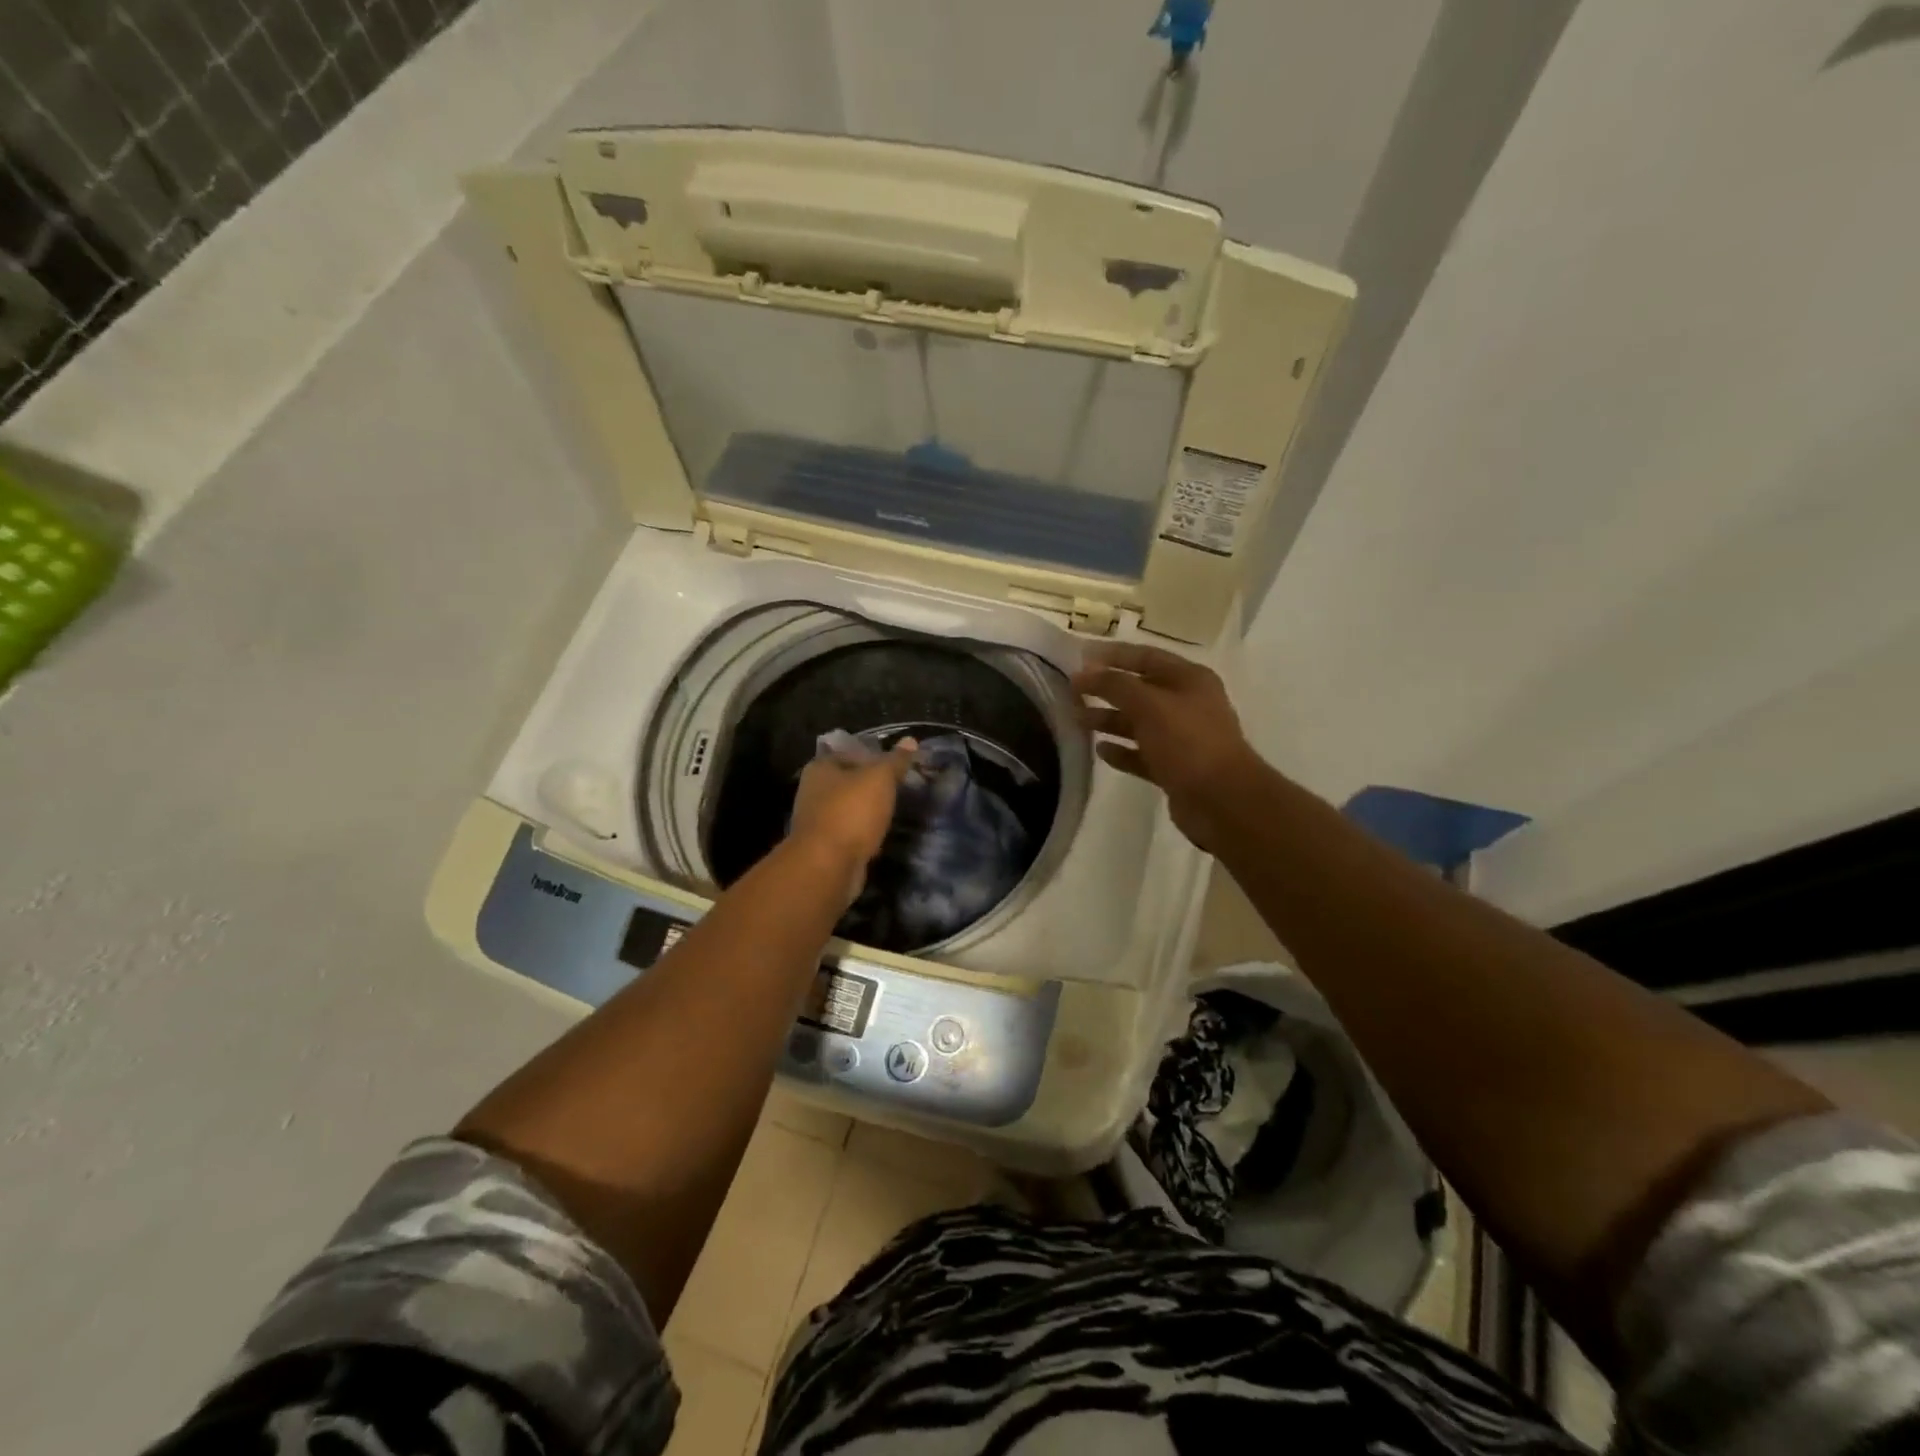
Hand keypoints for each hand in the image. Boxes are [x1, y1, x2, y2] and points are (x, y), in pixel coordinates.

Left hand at [788, 738, 917, 899]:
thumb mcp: (880, 778)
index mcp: (821, 768)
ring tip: (895, 812)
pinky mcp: (825, 848)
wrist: (828, 865)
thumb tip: (910, 740)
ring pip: (850, 809)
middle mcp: (813, 791)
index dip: (875, 756)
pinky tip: (882, 837)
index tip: (899, 766)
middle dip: (873, 786)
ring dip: (869, 812)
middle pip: (850, 782)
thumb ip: (895, 760)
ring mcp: (817, 821)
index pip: (851, 753)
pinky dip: (864, 834)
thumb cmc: (852, 811)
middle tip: (901, 789)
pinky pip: (850, 834)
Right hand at [1071, 643, 1260, 850]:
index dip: (1112, 655)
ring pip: (1138, 723)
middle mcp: (1188, 704)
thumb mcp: (1148, 705)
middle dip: (1106, 689)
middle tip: (1071, 692)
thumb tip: (1082, 673)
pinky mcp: (1175, 769)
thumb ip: (1113, 685)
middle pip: (1140, 690)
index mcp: (1190, 679)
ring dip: (1109, 720)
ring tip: (1077, 720)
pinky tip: (1100, 751)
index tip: (1079, 657)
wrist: (1221, 801)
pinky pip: (1142, 754)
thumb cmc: (1187, 742)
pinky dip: (1122, 751)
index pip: (1146, 657)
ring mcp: (1182, 739)